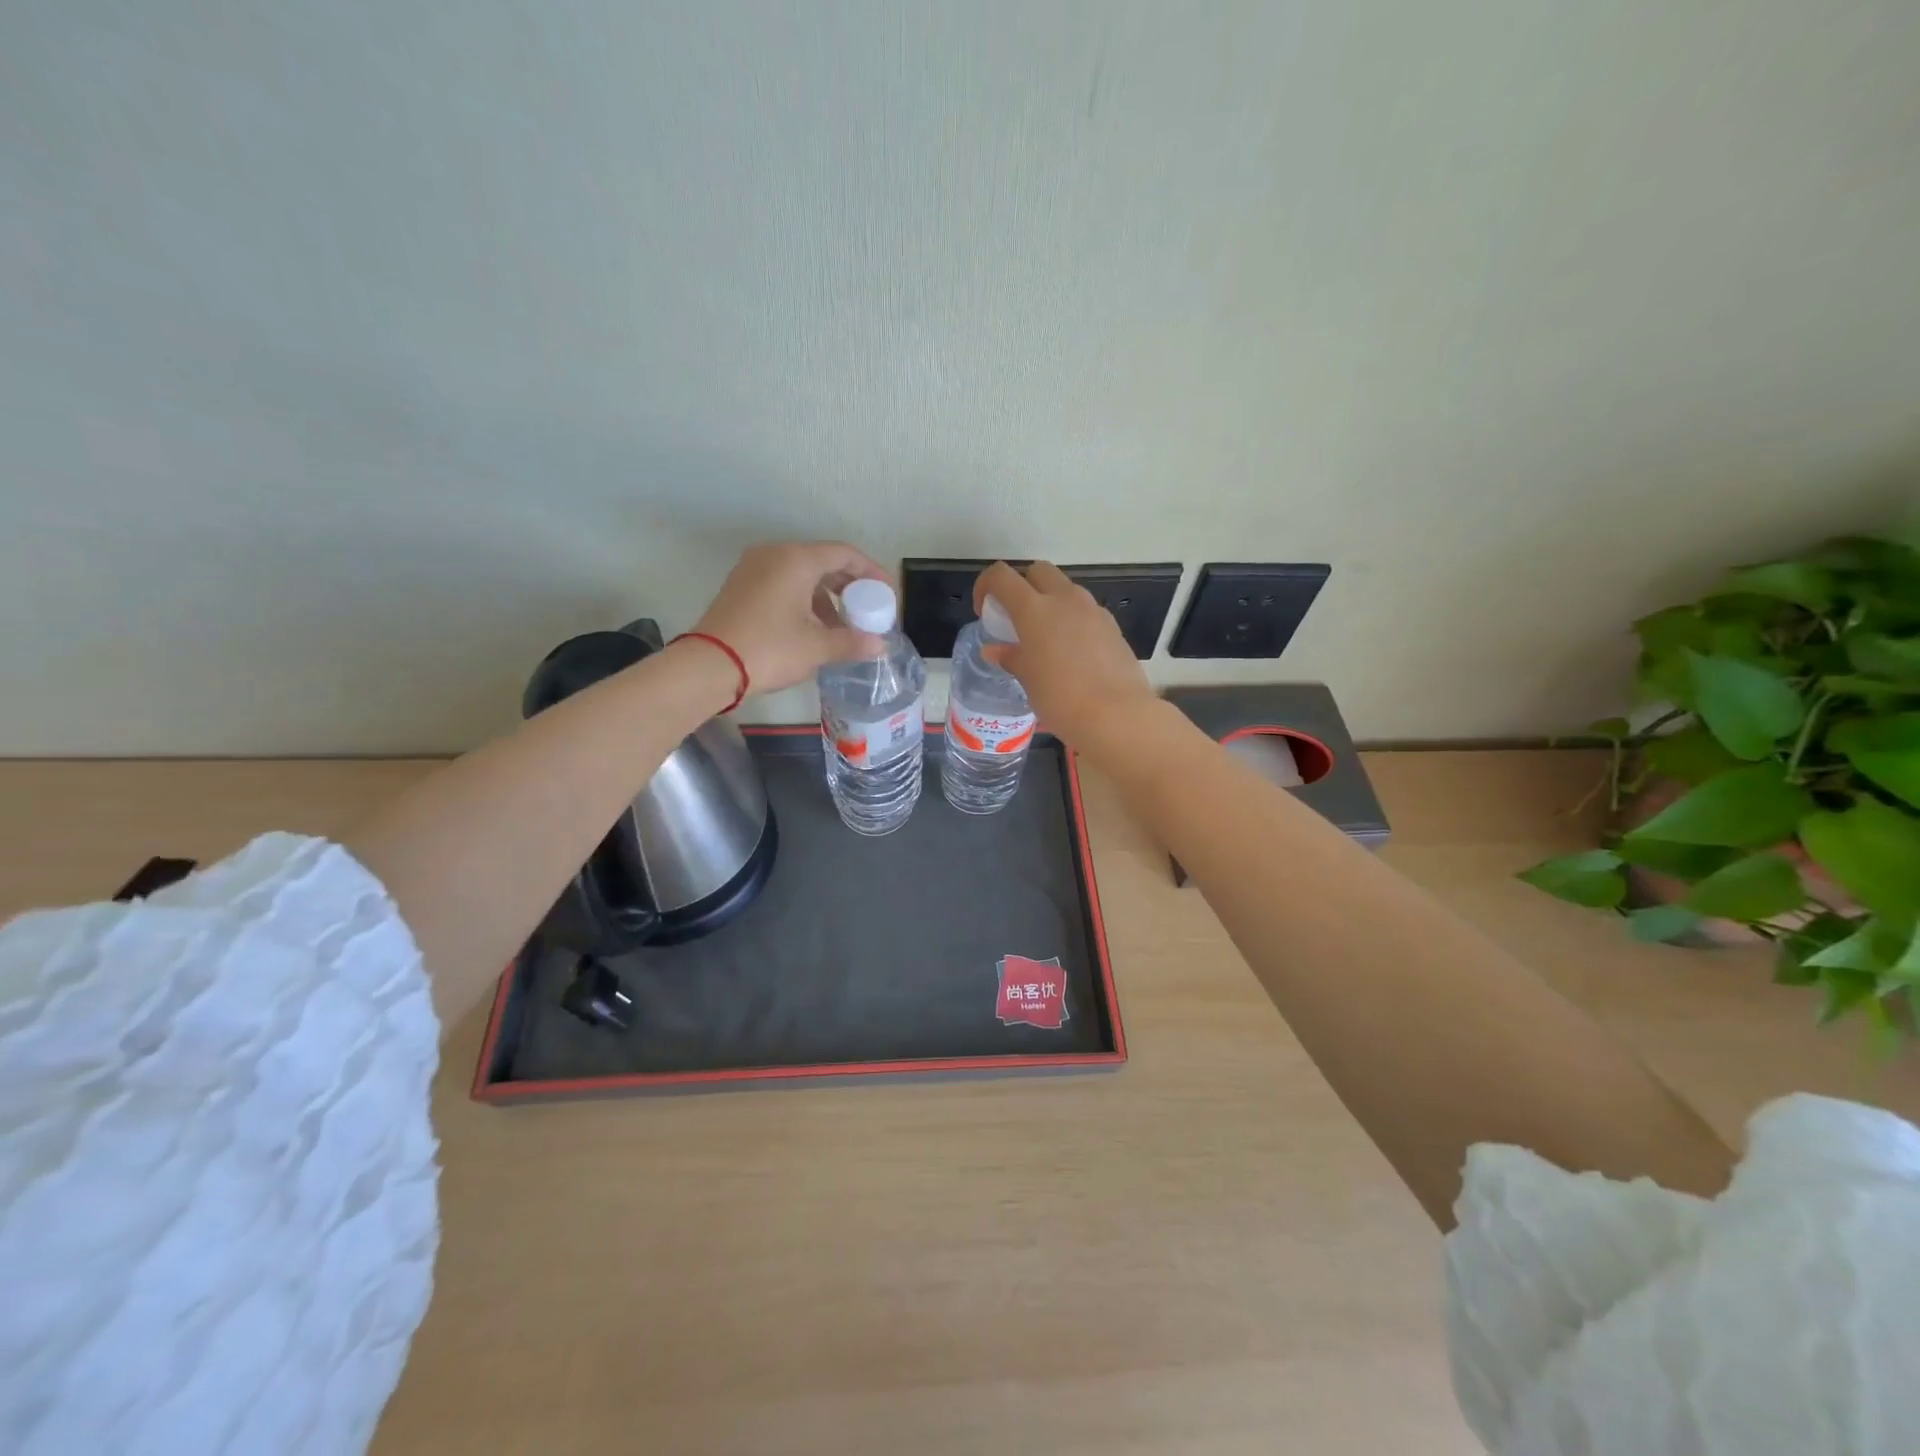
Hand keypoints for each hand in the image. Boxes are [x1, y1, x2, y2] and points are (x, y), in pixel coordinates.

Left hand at [693, 542, 890, 695]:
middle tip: (867, 610)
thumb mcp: (817, 647)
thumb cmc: (770, 649)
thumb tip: (880, 646)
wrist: (709, 666)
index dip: (871, 572)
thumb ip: (853, 642)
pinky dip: (803, 599)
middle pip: (823, 561)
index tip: (886, 593)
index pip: (844, 554)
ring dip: (826, 597)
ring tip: (841, 627)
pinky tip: (812, 628)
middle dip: (849, 586)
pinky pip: (782, 583)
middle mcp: (774, 555)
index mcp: (796, 559)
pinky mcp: (741, 586)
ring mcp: (753, 568)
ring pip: (801, 574)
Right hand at [973, 561, 1159, 749]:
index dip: (986, 586)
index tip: (984, 611)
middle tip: (1016, 618)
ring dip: (1050, 602)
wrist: (1117, 716)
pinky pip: (1085, 611)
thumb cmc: (1060, 698)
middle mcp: (1065, 599)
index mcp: (1034, 609)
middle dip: (1022, 585)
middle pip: (1038, 571)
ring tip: (1044, 638)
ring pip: (1065, 589)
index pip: (1001, 576)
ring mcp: (1093, 610)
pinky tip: (1071, 653)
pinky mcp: (1112, 626)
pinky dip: (1072, 620)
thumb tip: (995, 650)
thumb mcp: (1028, 680)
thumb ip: (1011, 657)